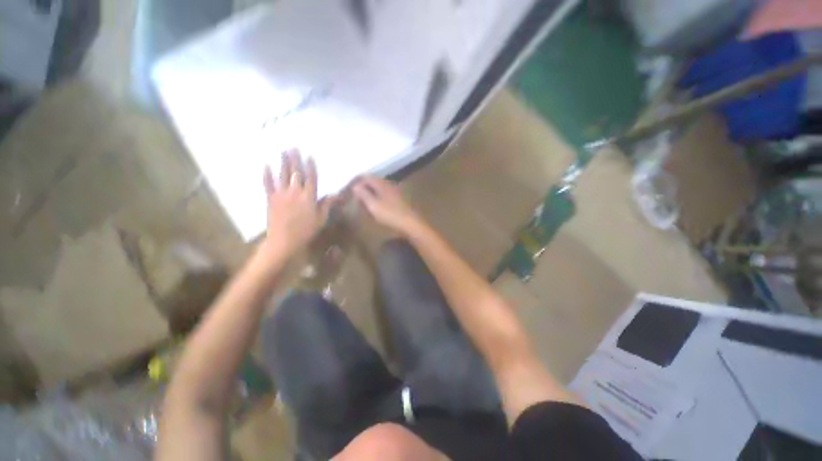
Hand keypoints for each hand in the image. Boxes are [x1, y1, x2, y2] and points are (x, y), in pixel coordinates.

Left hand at [261, 149, 332, 255]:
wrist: (284, 240)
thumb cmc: (306, 230)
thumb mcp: (320, 219)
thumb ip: (326, 205)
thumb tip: (334, 194)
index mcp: (309, 197)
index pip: (311, 178)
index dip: (311, 166)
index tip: (309, 155)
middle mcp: (295, 192)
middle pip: (296, 173)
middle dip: (296, 159)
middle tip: (294, 147)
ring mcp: (281, 194)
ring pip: (283, 175)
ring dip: (283, 162)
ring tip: (283, 151)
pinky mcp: (271, 198)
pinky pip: (267, 184)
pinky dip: (266, 174)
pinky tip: (265, 165)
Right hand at [353, 176, 425, 236]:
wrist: (411, 224)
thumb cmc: (390, 215)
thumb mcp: (373, 205)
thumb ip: (364, 194)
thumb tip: (355, 186)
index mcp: (382, 184)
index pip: (367, 177)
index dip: (358, 182)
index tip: (350, 190)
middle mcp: (389, 185)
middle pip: (374, 181)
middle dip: (364, 186)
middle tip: (356, 196)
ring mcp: (396, 192)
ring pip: (380, 188)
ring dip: (372, 192)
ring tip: (365, 201)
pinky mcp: (400, 200)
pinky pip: (386, 194)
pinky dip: (379, 197)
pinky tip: (377, 205)